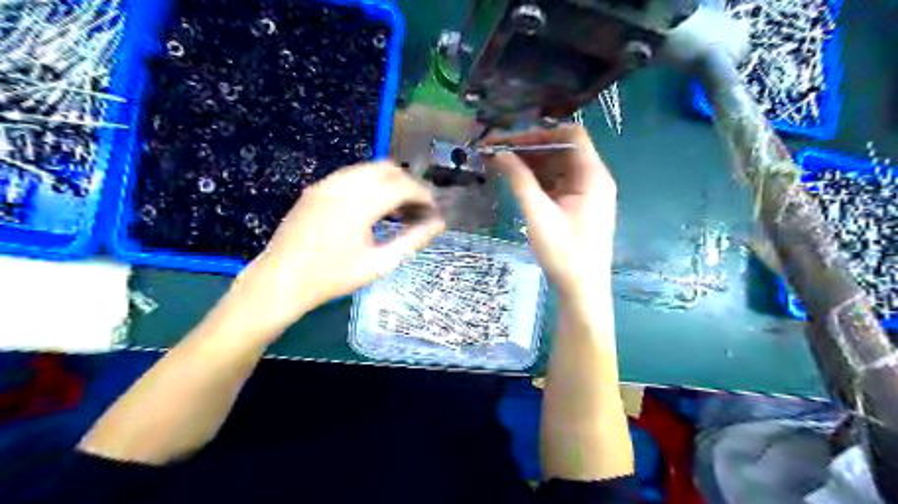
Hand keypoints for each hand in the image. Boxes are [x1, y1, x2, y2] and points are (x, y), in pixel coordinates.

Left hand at [217, 161, 441, 341]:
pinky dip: (369, 184)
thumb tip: (439, 225)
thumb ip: (412, 240)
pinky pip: (351, 176)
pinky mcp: (316, 188)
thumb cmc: (332, 277)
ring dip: (389, 182)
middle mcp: (343, 185)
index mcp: (359, 203)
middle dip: (408, 184)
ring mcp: (326, 184)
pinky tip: (372, 207)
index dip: (423, 195)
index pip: (402, 186)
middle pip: (387, 169)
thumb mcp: (379, 263)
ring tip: (398, 208)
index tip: (434, 209)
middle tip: (419, 208)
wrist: (281, 280)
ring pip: (368, 169)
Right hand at [484, 126, 616, 296]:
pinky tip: (517, 181)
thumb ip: (519, 180)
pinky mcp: (578, 205)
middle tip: (498, 151)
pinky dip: (538, 179)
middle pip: (563, 150)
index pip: (571, 135)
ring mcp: (587, 192)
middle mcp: (594, 178)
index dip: (540, 133)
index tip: (511, 140)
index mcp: (593, 176)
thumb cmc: (564, 253)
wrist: (582, 290)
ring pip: (558, 166)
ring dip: (532, 164)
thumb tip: (500, 153)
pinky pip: (557, 183)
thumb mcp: (539, 214)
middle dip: (530, 148)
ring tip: (501, 164)